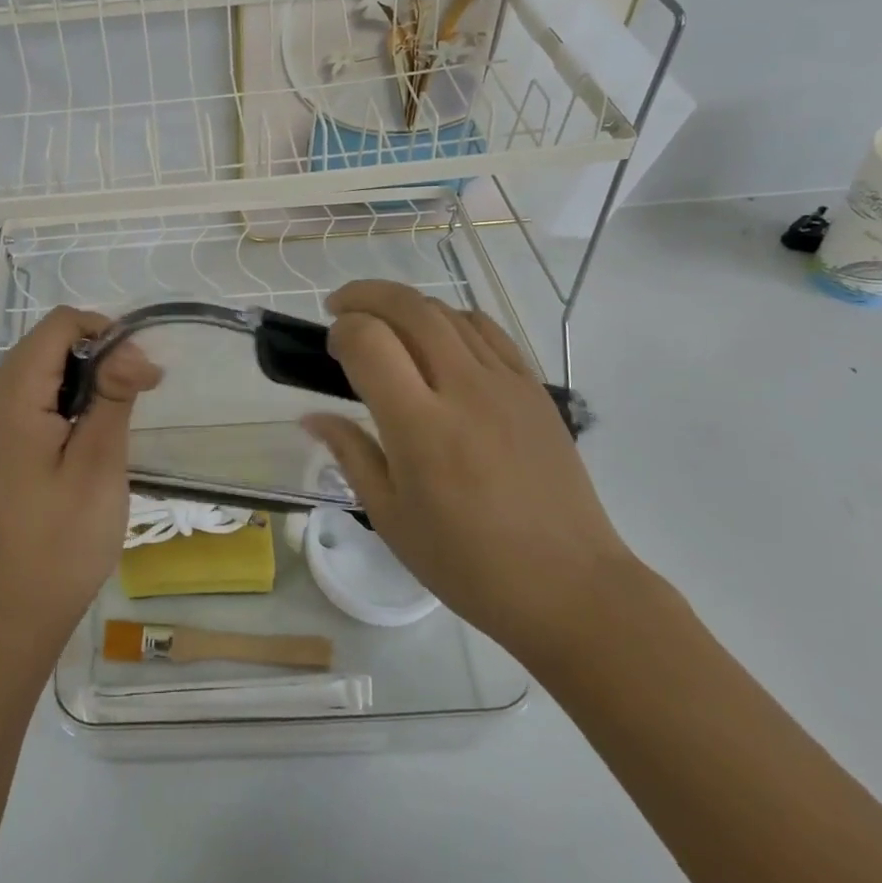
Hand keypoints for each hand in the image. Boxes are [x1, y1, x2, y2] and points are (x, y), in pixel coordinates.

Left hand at [0, 307, 161, 639]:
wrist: (20, 605)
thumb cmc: (66, 538)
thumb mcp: (100, 463)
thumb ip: (113, 394)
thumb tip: (131, 347)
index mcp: (7, 400)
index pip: (57, 326)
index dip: (104, 333)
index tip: (137, 372)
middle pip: (43, 344)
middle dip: (93, 357)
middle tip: (131, 398)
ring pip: (34, 368)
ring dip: (76, 379)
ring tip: (105, 422)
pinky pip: (21, 396)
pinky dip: (55, 400)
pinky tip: (75, 437)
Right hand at [300, 280, 634, 663]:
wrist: (569, 586)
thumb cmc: (467, 563)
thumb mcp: (390, 517)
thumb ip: (350, 453)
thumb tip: (312, 417)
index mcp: (419, 427)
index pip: (368, 341)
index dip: (341, 331)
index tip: (332, 349)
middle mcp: (462, 389)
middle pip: (408, 307)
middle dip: (365, 296)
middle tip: (341, 307)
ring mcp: (505, 383)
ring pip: (446, 312)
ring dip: (406, 306)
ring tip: (386, 324)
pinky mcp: (534, 388)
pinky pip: (487, 329)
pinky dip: (451, 319)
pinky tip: (439, 340)